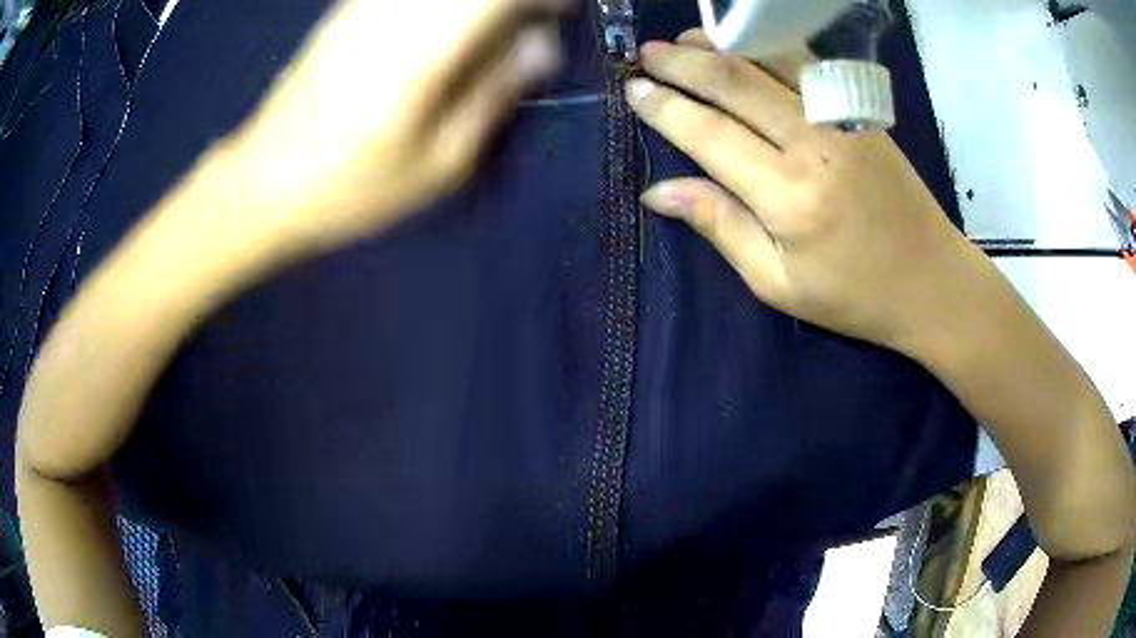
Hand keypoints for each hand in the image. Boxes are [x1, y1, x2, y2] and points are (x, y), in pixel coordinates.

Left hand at [218, 0, 570, 253]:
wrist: (262, 182)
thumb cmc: (351, 188)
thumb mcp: (439, 165)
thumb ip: (495, 94)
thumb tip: (541, 46)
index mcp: (423, 53)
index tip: (562, 14)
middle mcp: (395, 12)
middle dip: (514, 1)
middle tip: (530, 27)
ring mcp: (366, 5)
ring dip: (480, 4)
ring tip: (493, 30)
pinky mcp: (348, 8)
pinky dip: (444, 5)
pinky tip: (448, 28)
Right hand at [627, 30, 975, 351]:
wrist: (931, 280)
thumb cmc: (854, 294)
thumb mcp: (778, 283)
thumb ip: (720, 227)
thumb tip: (657, 191)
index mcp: (788, 197)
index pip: (708, 133)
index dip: (664, 107)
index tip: (632, 90)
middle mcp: (813, 144)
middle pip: (733, 82)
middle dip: (681, 63)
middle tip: (644, 56)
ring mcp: (841, 118)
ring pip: (768, 60)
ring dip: (719, 44)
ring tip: (683, 40)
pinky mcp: (861, 110)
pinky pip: (805, 62)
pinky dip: (766, 44)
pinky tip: (742, 43)